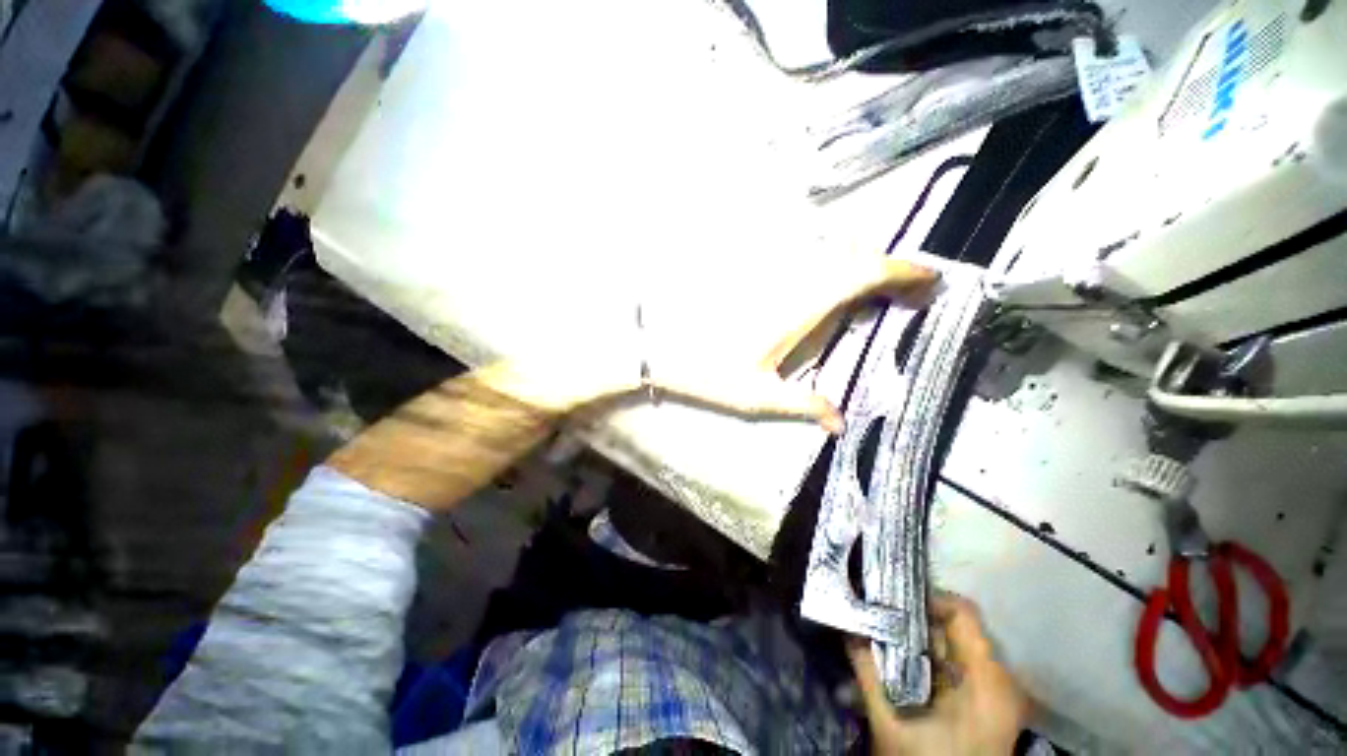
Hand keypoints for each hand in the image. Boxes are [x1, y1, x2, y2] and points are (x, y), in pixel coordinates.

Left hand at [494, 257, 940, 432]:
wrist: (661, 343)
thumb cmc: (709, 369)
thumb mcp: (758, 396)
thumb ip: (803, 406)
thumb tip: (840, 423)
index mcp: (801, 305)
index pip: (864, 273)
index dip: (903, 271)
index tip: (929, 279)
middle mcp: (791, 278)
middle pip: (852, 256)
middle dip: (885, 269)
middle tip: (904, 293)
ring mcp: (770, 272)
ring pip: (826, 255)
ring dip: (856, 267)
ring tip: (871, 293)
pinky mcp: (752, 273)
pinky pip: (801, 262)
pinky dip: (825, 270)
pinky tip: (823, 292)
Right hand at [848, 595, 1030, 755]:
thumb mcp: (890, 726)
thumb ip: (867, 674)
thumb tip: (847, 630)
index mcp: (987, 683)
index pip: (963, 613)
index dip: (925, 598)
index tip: (890, 600)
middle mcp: (1000, 682)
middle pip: (957, 628)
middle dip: (914, 619)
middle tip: (879, 613)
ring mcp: (998, 695)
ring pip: (955, 646)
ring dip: (919, 638)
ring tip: (885, 634)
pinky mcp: (990, 705)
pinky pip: (959, 665)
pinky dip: (930, 658)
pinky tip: (902, 662)